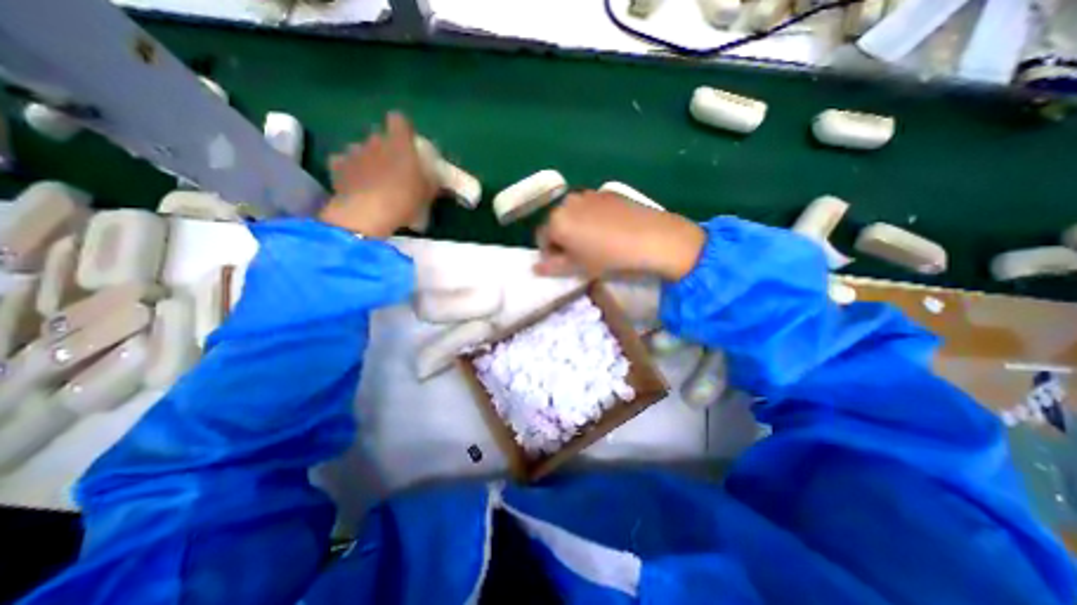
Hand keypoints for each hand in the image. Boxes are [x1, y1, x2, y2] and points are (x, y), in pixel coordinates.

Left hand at [320, 112, 435, 238]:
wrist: (369, 214)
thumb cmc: (405, 199)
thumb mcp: (429, 192)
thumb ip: (432, 180)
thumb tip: (436, 177)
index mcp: (399, 142)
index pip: (399, 120)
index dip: (403, 130)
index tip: (408, 143)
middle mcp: (374, 140)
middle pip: (379, 136)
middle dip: (385, 149)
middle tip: (394, 169)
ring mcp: (353, 152)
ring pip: (360, 149)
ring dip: (366, 160)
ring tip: (373, 180)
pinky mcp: (337, 167)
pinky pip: (342, 163)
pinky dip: (347, 171)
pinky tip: (354, 185)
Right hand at [535, 191, 707, 280]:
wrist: (652, 238)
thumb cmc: (609, 257)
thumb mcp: (578, 267)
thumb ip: (553, 266)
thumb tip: (535, 267)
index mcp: (557, 220)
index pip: (541, 237)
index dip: (549, 253)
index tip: (563, 264)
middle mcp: (567, 202)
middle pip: (556, 222)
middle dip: (562, 238)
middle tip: (579, 254)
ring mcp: (588, 194)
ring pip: (573, 213)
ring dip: (577, 227)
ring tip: (596, 242)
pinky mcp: (607, 192)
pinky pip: (590, 206)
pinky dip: (592, 217)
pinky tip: (610, 230)